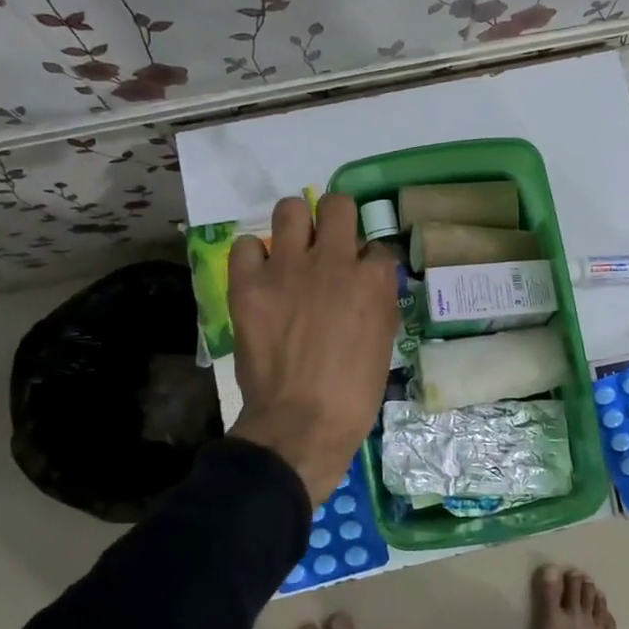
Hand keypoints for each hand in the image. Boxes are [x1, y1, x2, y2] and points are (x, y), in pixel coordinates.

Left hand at [227, 194, 399, 505]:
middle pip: (337, 205)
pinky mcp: (249, 285)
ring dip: (295, 225)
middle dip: (336, 219)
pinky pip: (244, 245)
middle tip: (328, 244)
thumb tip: (368, 285)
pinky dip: (252, 257)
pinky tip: (259, 275)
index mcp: (372, 279)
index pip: (377, 247)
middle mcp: (333, 261)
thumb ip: (378, 303)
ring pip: (290, 209)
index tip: (361, 276)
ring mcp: (288, 269)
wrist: (302, 423)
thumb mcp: (383, 343)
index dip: (368, 262)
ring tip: (291, 250)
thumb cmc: (353, 394)